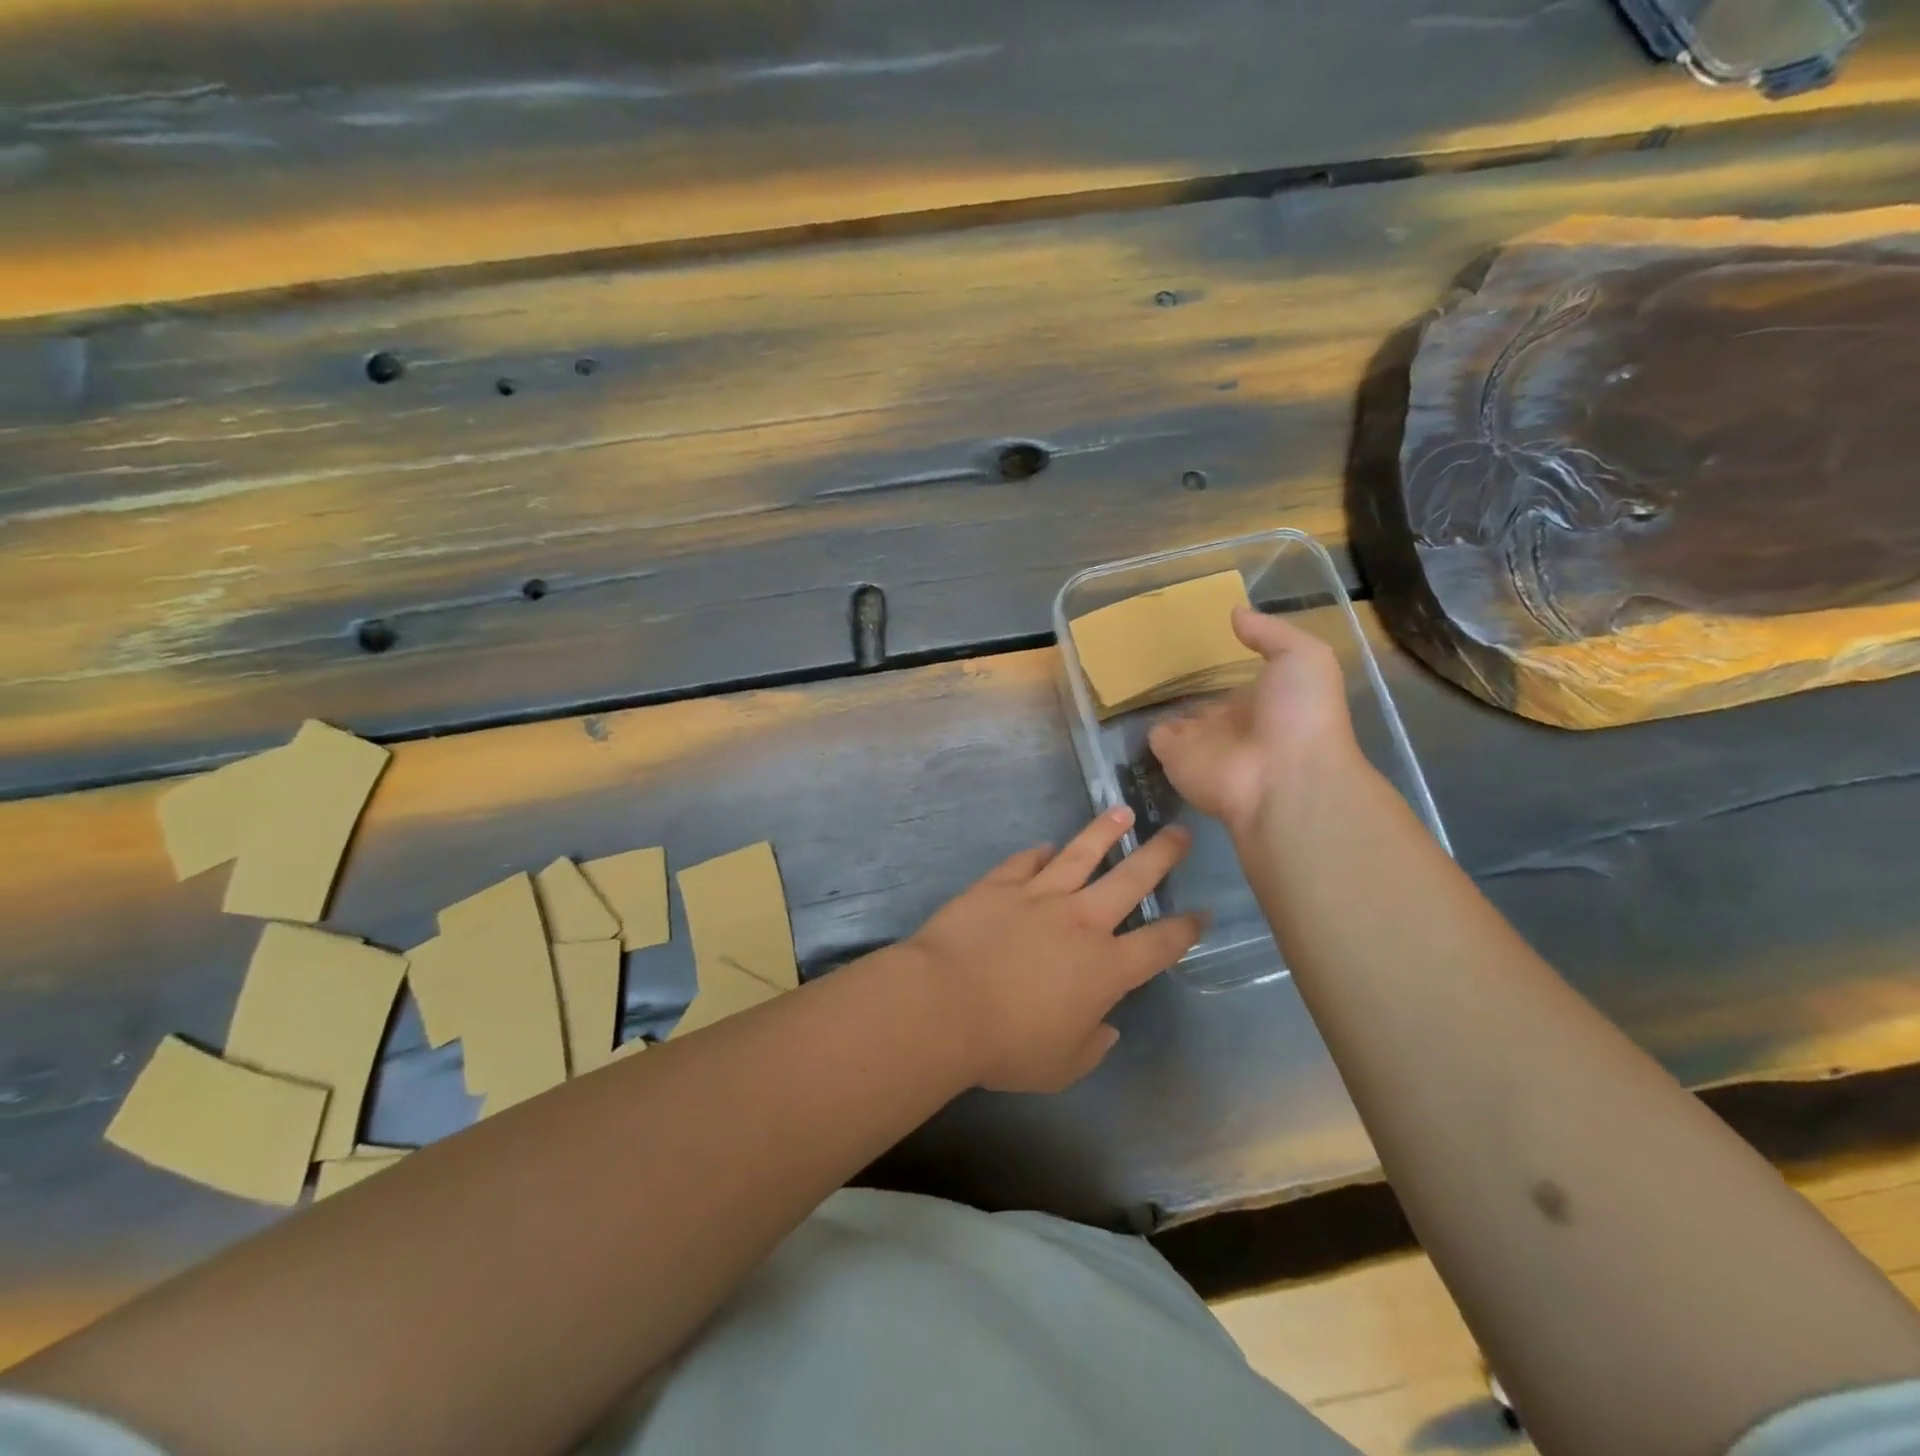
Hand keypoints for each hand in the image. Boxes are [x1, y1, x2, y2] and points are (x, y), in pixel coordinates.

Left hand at [901, 807, 1202, 1093]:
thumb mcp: (1062, 1066)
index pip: (1160, 944)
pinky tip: (1047, 846)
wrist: (944, 1005)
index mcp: (1106, 967)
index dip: (1186, 929)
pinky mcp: (999, 884)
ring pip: (1081, 853)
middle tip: (1180, 832)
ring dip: (1105, 832)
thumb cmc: (1007, 1046)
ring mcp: (1038, 895)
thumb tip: (1107, 1027)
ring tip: (1122, 813)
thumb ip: (1092, 1045)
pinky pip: (1025, 861)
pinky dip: (1039, 853)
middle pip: (1131, 879)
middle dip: (1160, 854)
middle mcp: (1081, 921)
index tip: (1201, 913)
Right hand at [1148, 607, 1361, 835]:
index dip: (1223, 671)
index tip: (1199, 649)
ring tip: (1135, 675)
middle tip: (1159, 662)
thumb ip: (1269, 633)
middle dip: (1188, 689)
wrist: (1284, 778)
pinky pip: (1154, 738)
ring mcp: (1201, 742)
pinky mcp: (1174, 756)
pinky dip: (1142, 724)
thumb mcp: (1303, 657)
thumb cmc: (1301, 714)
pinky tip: (1128, 699)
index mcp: (1264, 702)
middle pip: (1204, 705)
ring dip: (1161, 704)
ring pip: (1177, 721)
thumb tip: (1235, 613)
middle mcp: (1231, 724)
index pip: (1238, 686)